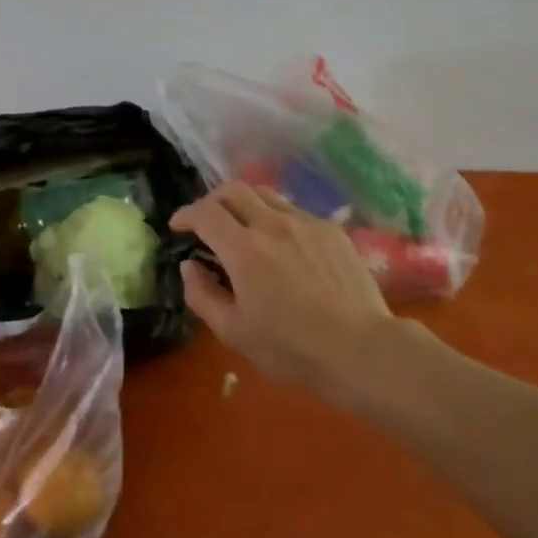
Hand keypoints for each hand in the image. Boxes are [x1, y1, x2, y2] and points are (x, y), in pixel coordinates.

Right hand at [172, 181, 395, 398]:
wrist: (360, 348)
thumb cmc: (291, 348)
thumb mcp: (234, 332)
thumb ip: (202, 295)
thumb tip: (189, 266)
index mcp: (244, 249)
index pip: (205, 212)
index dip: (186, 214)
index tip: (178, 226)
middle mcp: (272, 224)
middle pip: (234, 190)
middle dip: (212, 200)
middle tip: (207, 221)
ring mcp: (306, 223)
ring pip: (266, 195)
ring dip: (245, 204)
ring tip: (243, 227)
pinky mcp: (331, 230)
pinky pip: (295, 212)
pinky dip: (276, 219)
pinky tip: (283, 246)